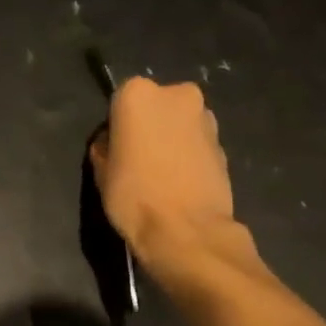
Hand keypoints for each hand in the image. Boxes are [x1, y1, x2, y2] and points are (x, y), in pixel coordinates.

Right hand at [91, 78, 235, 255]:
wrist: (187, 231)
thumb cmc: (134, 197)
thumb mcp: (101, 173)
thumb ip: (105, 148)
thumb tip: (112, 144)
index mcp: (138, 94)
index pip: (120, 102)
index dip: (117, 128)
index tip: (115, 151)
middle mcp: (176, 94)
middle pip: (156, 107)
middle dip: (148, 127)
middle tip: (138, 162)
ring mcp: (205, 117)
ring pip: (179, 124)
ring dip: (171, 140)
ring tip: (161, 176)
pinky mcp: (224, 143)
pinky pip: (197, 144)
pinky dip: (189, 156)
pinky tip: (180, 183)